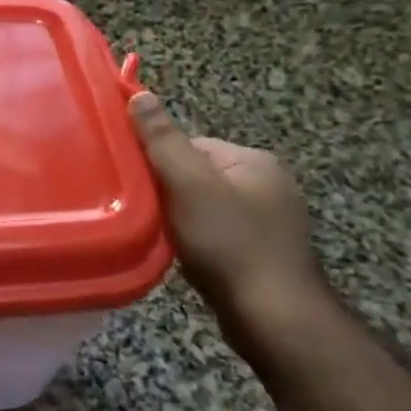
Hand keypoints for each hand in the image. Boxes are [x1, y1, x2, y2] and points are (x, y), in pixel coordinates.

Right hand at [128, 91, 331, 344]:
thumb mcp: (188, 184)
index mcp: (254, 161)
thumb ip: (162, 139)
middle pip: (197, 176)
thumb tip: (139, 93)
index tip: (137, 186)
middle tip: (146, 215)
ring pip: (205, 207)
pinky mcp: (265, 253)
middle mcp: (268, 184)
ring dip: (181, 220)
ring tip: (164, 238)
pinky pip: (218, 234)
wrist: (273, 316)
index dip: (158, 163)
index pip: (191, 145)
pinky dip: (198, 242)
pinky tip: (187, 257)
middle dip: (169, 193)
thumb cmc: (229, 243)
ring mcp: (271, 221)